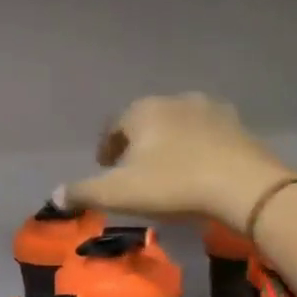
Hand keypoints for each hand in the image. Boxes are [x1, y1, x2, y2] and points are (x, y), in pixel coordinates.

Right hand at [57, 93, 291, 229]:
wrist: (242, 186)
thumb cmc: (173, 185)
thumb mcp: (119, 194)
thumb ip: (84, 192)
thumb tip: (55, 195)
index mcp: (142, 111)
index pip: (114, 126)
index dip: (106, 147)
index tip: (105, 168)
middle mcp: (174, 100)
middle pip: (146, 121)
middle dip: (137, 144)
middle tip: (133, 171)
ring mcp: (209, 109)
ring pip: (178, 125)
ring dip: (169, 144)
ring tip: (167, 171)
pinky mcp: (237, 125)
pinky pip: (207, 136)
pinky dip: (197, 149)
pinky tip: (199, 170)